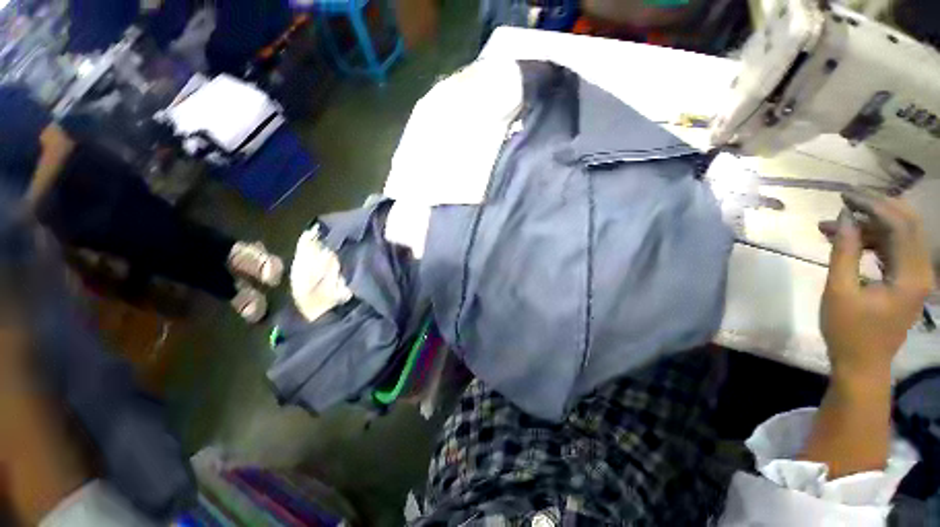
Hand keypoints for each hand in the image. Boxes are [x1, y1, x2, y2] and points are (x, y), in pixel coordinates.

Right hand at [819, 192, 934, 377]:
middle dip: (876, 207)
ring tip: (833, 226)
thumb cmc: (848, 331)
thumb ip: (844, 252)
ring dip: (869, 226)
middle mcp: (922, 271)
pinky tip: (848, 240)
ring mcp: (917, 276)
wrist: (861, 364)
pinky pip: (893, 250)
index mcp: (911, 275)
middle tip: (845, 201)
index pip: (901, 225)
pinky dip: (872, 240)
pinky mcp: (907, 281)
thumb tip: (845, 217)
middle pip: (907, 225)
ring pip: (899, 236)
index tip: (844, 196)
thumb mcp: (840, 291)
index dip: (874, 205)